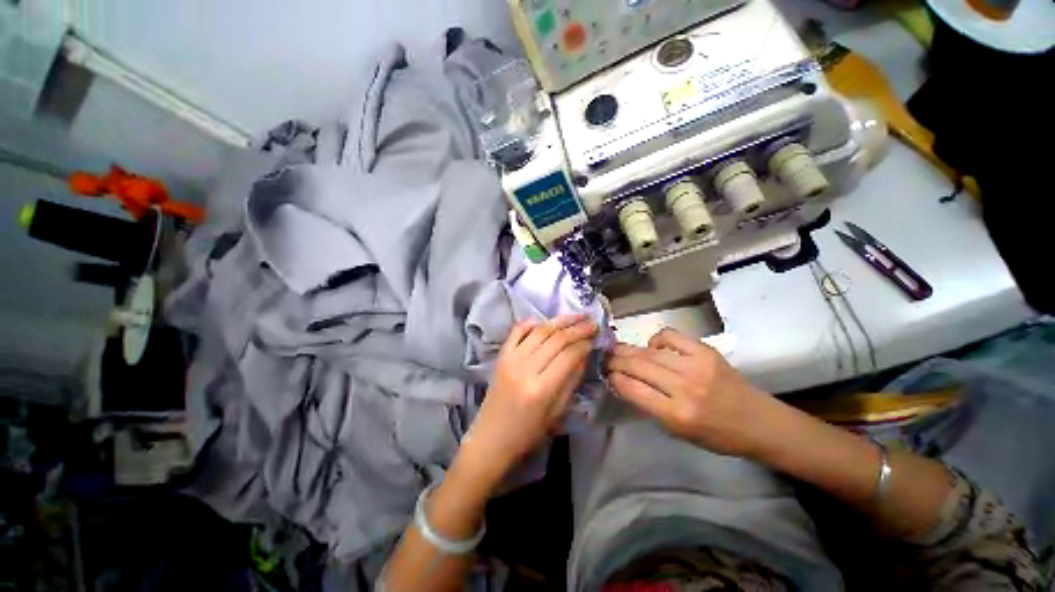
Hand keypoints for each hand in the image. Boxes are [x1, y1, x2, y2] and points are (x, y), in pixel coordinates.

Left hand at [462, 315, 596, 481]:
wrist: (491, 438)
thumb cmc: (527, 433)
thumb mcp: (556, 413)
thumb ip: (571, 381)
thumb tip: (583, 355)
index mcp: (541, 389)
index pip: (568, 356)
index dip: (584, 344)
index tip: (595, 338)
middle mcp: (525, 368)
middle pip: (556, 339)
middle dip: (577, 328)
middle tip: (592, 322)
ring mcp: (510, 359)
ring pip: (539, 331)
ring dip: (559, 321)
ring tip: (575, 316)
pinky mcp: (501, 356)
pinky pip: (517, 331)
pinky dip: (531, 323)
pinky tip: (545, 320)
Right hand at [607, 328, 774, 456]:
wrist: (760, 422)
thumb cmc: (717, 435)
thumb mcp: (678, 433)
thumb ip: (650, 406)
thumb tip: (625, 382)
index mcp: (677, 415)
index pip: (633, 389)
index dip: (615, 379)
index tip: (606, 374)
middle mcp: (685, 388)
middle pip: (638, 366)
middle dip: (615, 360)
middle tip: (604, 357)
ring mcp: (696, 366)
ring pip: (649, 351)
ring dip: (629, 349)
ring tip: (617, 349)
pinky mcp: (706, 351)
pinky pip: (670, 336)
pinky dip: (655, 340)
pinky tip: (653, 347)